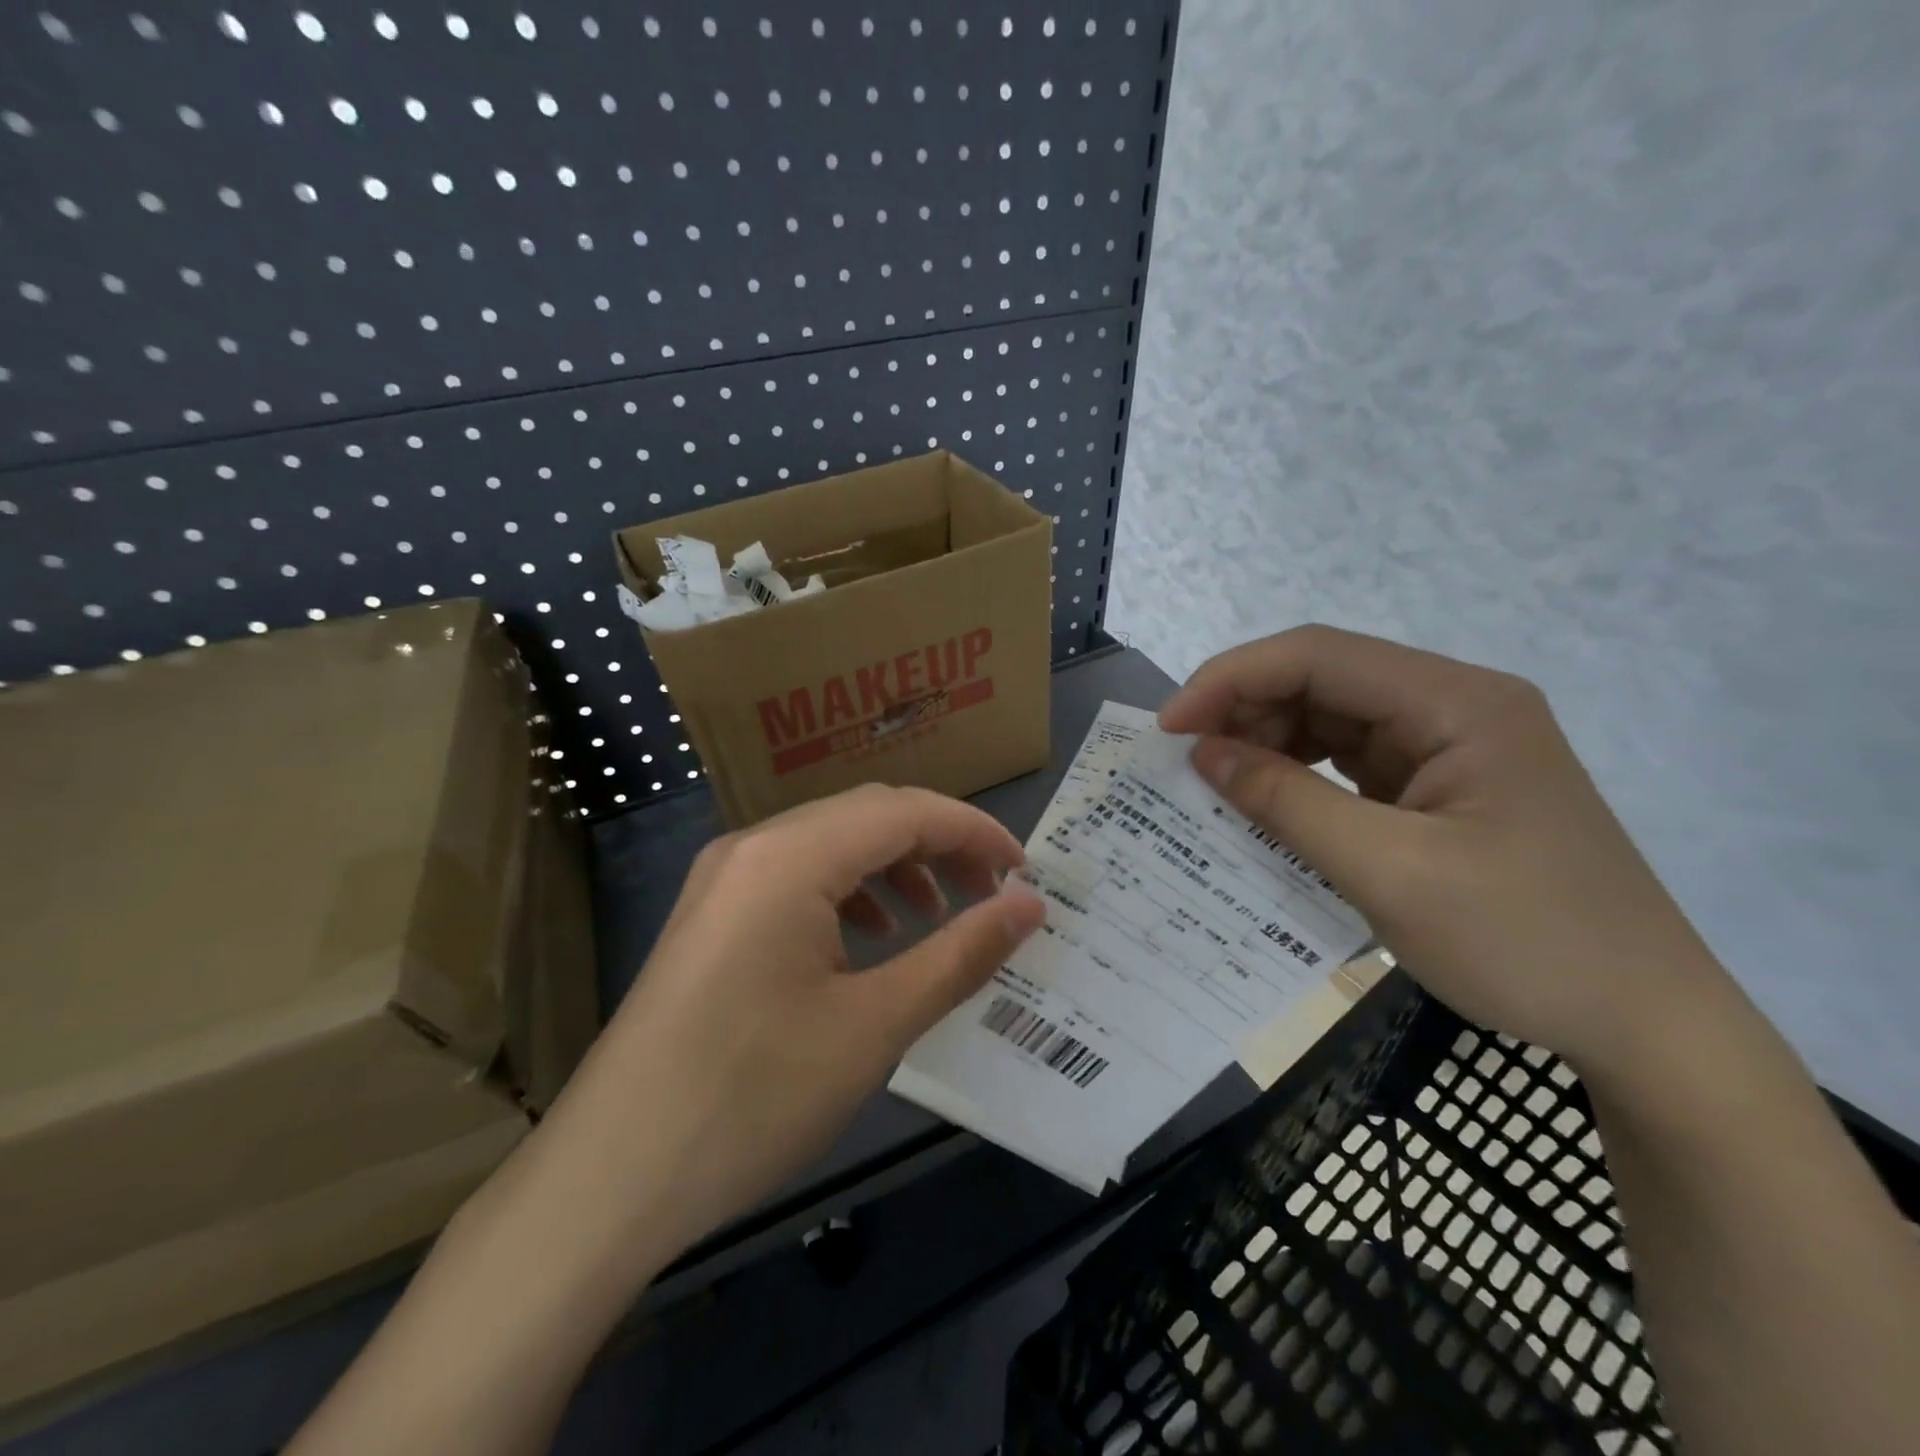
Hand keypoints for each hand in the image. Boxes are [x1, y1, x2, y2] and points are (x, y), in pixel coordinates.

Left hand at [538, 784, 1045, 1262]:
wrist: (609, 1179)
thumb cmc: (753, 1096)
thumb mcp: (874, 1025)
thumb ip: (960, 953)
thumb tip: (1028, 906)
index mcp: (789, 856)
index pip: (904, 811)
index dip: (974, 833)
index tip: (1025, 873)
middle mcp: (752, 846)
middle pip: (867, 816)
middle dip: (938, 847)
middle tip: (990, 898)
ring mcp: (723, 879)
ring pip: (832, 844)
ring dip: (895, 868)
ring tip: (936, 918)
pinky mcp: (711, 915)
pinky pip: (796, 877)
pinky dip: (849, 893)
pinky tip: (870, 940)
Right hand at [1159, 626, 1725, 1076]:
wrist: (1646, 1027)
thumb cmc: (1526, 943)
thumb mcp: (1389, 872)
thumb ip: (1287, 802)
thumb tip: (1202, 753)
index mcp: (1457, 703)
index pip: (1319, 655)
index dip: (1232, 679)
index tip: (1170, 728)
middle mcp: (1453, 707)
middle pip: (1322, 679)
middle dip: (1244, 711)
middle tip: (1185, 763)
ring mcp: (1448, 747)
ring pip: (1329, 718)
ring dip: (1266, 743)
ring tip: (1216, 785)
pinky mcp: (1438, 788)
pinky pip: (1347, 762)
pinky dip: (1297, 777)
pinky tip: (1265, 805)